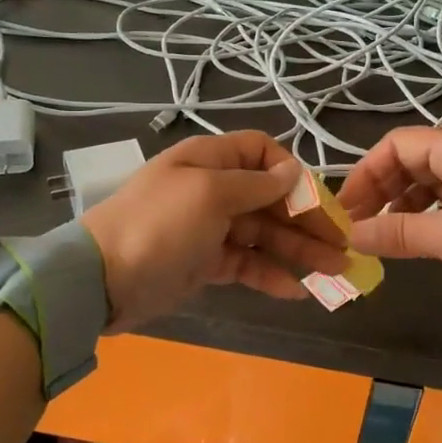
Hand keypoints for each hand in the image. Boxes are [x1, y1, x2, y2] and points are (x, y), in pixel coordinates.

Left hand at [80, 131, 347, 328]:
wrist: (100, 281)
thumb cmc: (159, 224)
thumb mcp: (209, 193)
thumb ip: (255, 184)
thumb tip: (291, 173)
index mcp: (210, 160)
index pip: (261, 152)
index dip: (290, 172)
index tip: (315, 199)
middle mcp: (213, 188)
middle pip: (270, 197)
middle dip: (307, 219)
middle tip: (342, 245)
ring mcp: (209, 228)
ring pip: (264, 234)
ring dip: (299, 250)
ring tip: (335, 272)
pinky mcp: (205, 263)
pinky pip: (246, 264)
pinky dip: (270, 275)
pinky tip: (296, 291)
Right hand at [338, 128, 441, 310]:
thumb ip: (398, 233)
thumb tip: (351, 237)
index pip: (396, 145)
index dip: (366, 172)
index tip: (346, 206)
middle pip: (409, 163)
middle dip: (380, 191)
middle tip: (356, 225)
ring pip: (426, 185)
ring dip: (400, 207)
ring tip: (379, 236)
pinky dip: (424, 218)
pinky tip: (410, 242)